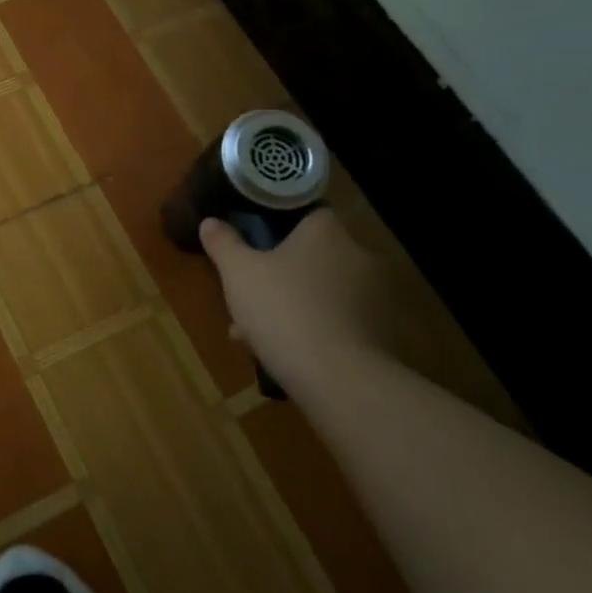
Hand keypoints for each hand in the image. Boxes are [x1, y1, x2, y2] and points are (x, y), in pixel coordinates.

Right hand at [199, 209, 405, 381]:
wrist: (339, 379)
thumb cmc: (283, 309)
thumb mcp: (237, 272)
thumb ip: (223, 243)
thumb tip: (210, 222)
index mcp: (327, 232)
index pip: (308, 212)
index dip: (279, 224)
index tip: (255, 239)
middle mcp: (358, 257)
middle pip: (314, 255)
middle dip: (281, 271)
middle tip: (249, 289)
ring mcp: (375, 298)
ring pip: (322, 291)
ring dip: (293, 303)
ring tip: (254, 329)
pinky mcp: (381, 335)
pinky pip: (336, 321)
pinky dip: (312, 329)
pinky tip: (281, 350)